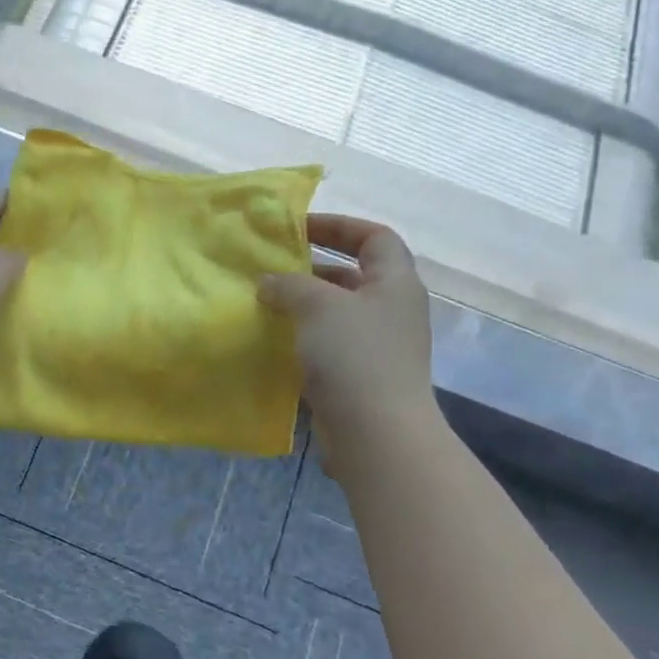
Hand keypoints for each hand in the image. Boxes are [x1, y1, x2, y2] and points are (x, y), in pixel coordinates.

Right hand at [258, 214, 435, 441]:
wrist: (376, 433)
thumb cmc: (354, 356)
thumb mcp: (318, 306)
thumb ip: (289, 284)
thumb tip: (268, 282)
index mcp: (395, 283)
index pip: (374, 237)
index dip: (338, 225)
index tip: (298, 228)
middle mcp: (391, 310)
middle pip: (352, 275)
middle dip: (311, 269)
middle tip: (271, 269)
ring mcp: (377, 346)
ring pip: (336, 313)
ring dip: (302, 306)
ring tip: (263, 303)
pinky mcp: (360, 377)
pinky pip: (328, 346)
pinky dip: (302, 339)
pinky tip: (272, 341)